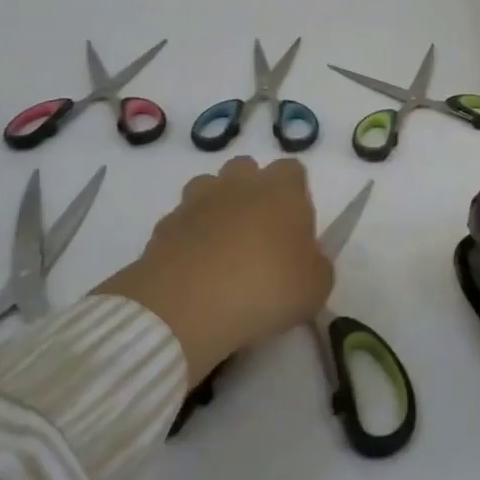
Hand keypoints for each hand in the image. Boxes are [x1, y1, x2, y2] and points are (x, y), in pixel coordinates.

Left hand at [97, 156, 333, 384]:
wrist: (187, 309)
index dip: (295, 195)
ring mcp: (197, 201)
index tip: (294, 229)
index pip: (292, 170)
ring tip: (220, 250)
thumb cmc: (266, 290)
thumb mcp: (315, 287)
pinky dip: (187, 238)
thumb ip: (315, 264)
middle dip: (252, 193)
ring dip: (216, 209)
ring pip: (209, 188)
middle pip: (247, 170)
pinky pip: (181, 222)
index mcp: (281, 190)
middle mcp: (239, 184)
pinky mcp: (164, 226)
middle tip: (257, 237)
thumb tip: (305, 260)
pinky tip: (192, 271)